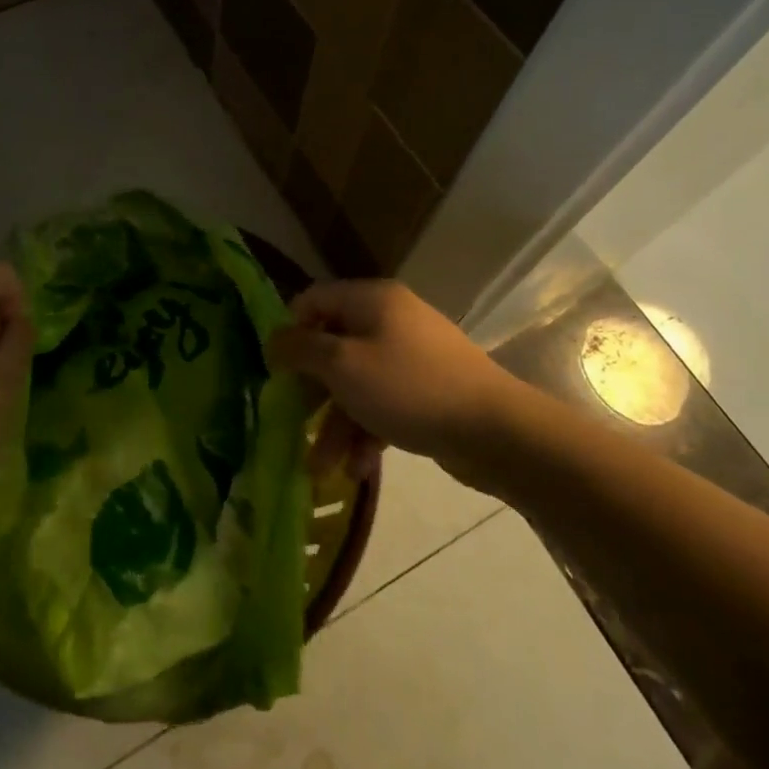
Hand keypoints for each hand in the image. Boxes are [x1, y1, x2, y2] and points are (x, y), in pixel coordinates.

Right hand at [269, 280, 518, 471]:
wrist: (494, 429)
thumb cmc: (408, 387)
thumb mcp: (343, 365)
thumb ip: (301, 349)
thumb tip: (274, 339)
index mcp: (370, 300)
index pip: (314, 300)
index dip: (291, 332)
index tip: (276, 371)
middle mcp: (390, 319)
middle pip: (334, 346)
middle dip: (313, 392)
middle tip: (294, 425)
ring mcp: (411, 356)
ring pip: (357, 383)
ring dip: (337, 423)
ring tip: (324, 468)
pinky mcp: (427, 390)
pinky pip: (384, 403)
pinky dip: (368, 431)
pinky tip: (360, 467)